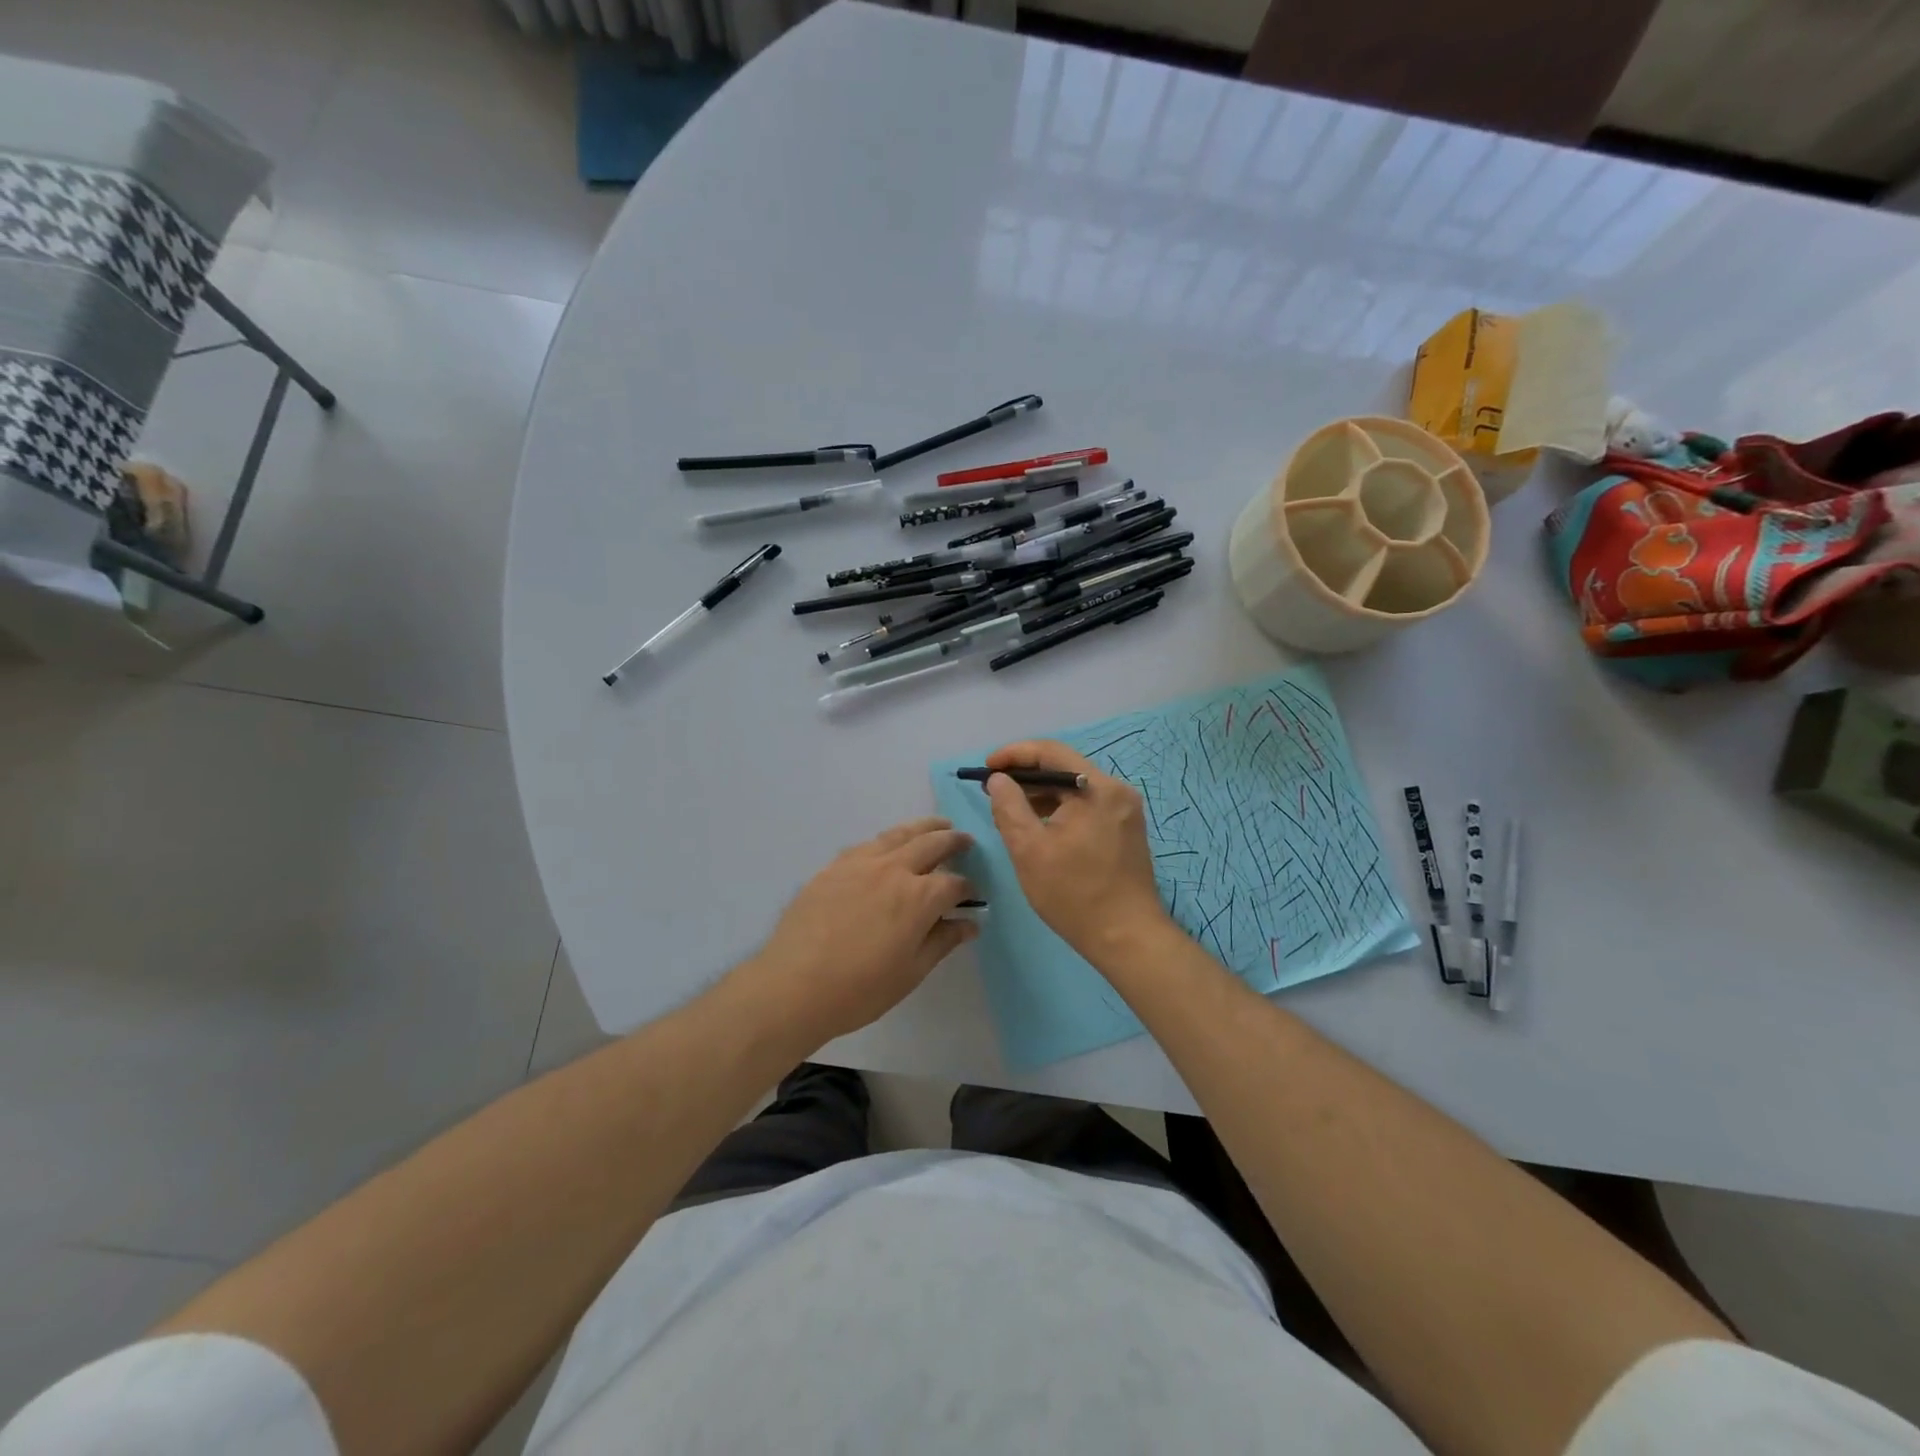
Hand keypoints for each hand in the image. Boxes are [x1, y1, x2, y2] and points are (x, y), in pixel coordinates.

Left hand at [742, 817, 976, 1044]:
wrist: (794, 985)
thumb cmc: (860, 989)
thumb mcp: (911, 972)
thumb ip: (942, 941)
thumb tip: (970, 923)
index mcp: (920, 897)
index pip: (954, 883)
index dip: (968, 889)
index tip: (972, 895)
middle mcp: (894, 869)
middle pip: (931, 844)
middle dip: (953, 841)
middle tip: (965, 840)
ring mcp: (861, 863)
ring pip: (899, 834)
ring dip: (923, 828)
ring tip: (936, 826)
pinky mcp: (834, 867)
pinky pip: (868, 844)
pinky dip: (887, 840)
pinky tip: (888, 845)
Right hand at [984, 740, 1170, 960]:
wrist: (1127, 938)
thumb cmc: (1074, 894)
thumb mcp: (1029, 849)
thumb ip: (1009, 807)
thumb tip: (998, 779)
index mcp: (1096, 788)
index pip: (1051, 752)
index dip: (1014, 754)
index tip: (986, 768)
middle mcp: (1116, 791)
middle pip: (1064, 768)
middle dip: (1026, 776)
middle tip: (993, 791)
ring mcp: (1125, 810)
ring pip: (1075, 788)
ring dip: (1042, 794)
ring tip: (1011, 810)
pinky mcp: (1125, 829)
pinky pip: (1087, 805)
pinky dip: (1060, 809)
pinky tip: (1040, 826)